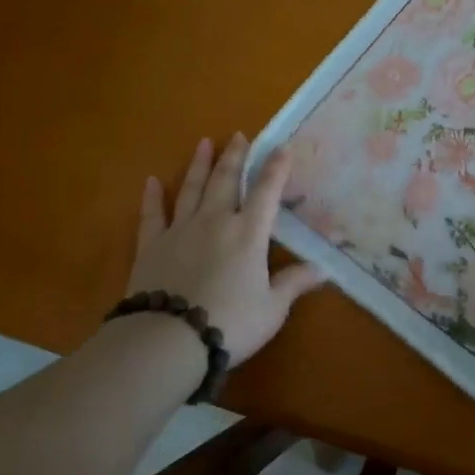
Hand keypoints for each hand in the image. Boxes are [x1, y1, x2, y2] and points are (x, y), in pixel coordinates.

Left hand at [128, 133, 324, 365]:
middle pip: (226, 180)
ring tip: (204, 143)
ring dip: (199, 165)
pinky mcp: (151, 246)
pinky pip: (152, 215)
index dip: (276, 168)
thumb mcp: (272, 308)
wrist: (169, 339)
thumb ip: (293, 283)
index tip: (282, 147)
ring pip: (191, 189)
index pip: (267, 192)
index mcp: (248, 233)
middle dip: (235, 156)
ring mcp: (180, 230)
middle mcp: (215, 221)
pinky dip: (152, 197)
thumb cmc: (230, 323)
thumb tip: (323, 269)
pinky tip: (151, 181)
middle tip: (239, 135)